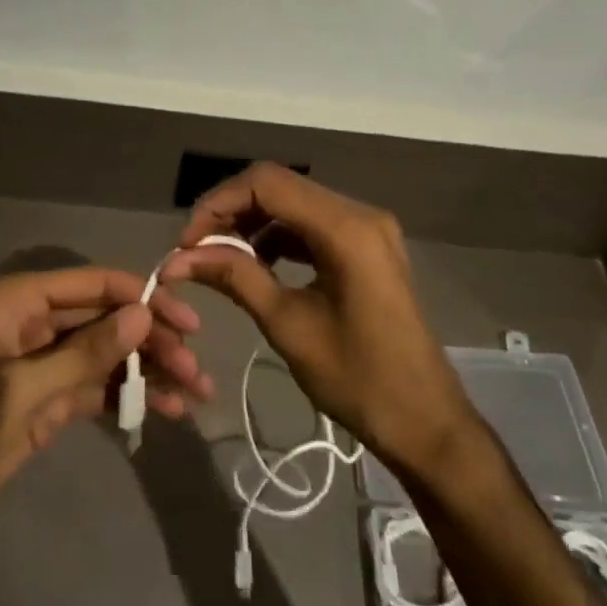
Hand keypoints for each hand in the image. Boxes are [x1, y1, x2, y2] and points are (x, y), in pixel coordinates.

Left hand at [0, 267, 210, 555]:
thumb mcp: (19, 392)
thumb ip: (83, 354)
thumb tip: (141, 316)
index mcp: (22, 303)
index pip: (95, 285)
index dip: (143, 299)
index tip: (187, 324)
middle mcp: (36, 324)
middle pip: (106, 320)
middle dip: (152, 342)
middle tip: (196, 372)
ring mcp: (42, 365)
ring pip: (106, 356)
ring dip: (147, 372)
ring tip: (192, 396)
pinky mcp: (46, 403)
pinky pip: (95, 389)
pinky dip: (126, 397)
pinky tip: (162, 411)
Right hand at [161, 164, 468, 475]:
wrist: (426, 422)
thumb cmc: (358, 379)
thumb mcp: (288, 325)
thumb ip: (235, 277)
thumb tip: (180, 258)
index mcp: (346, 228)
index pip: (267, 183)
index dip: (219, 204)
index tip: (188, 242)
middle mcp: (360, 213)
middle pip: (280, 186)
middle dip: (231, 212)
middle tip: (197, 250)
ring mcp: (368, 227)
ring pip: (294, 203)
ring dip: (253, 223)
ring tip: (220, 259)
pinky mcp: (368, 246)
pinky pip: (313, 223)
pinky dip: (279, 236)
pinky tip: (256, 264)